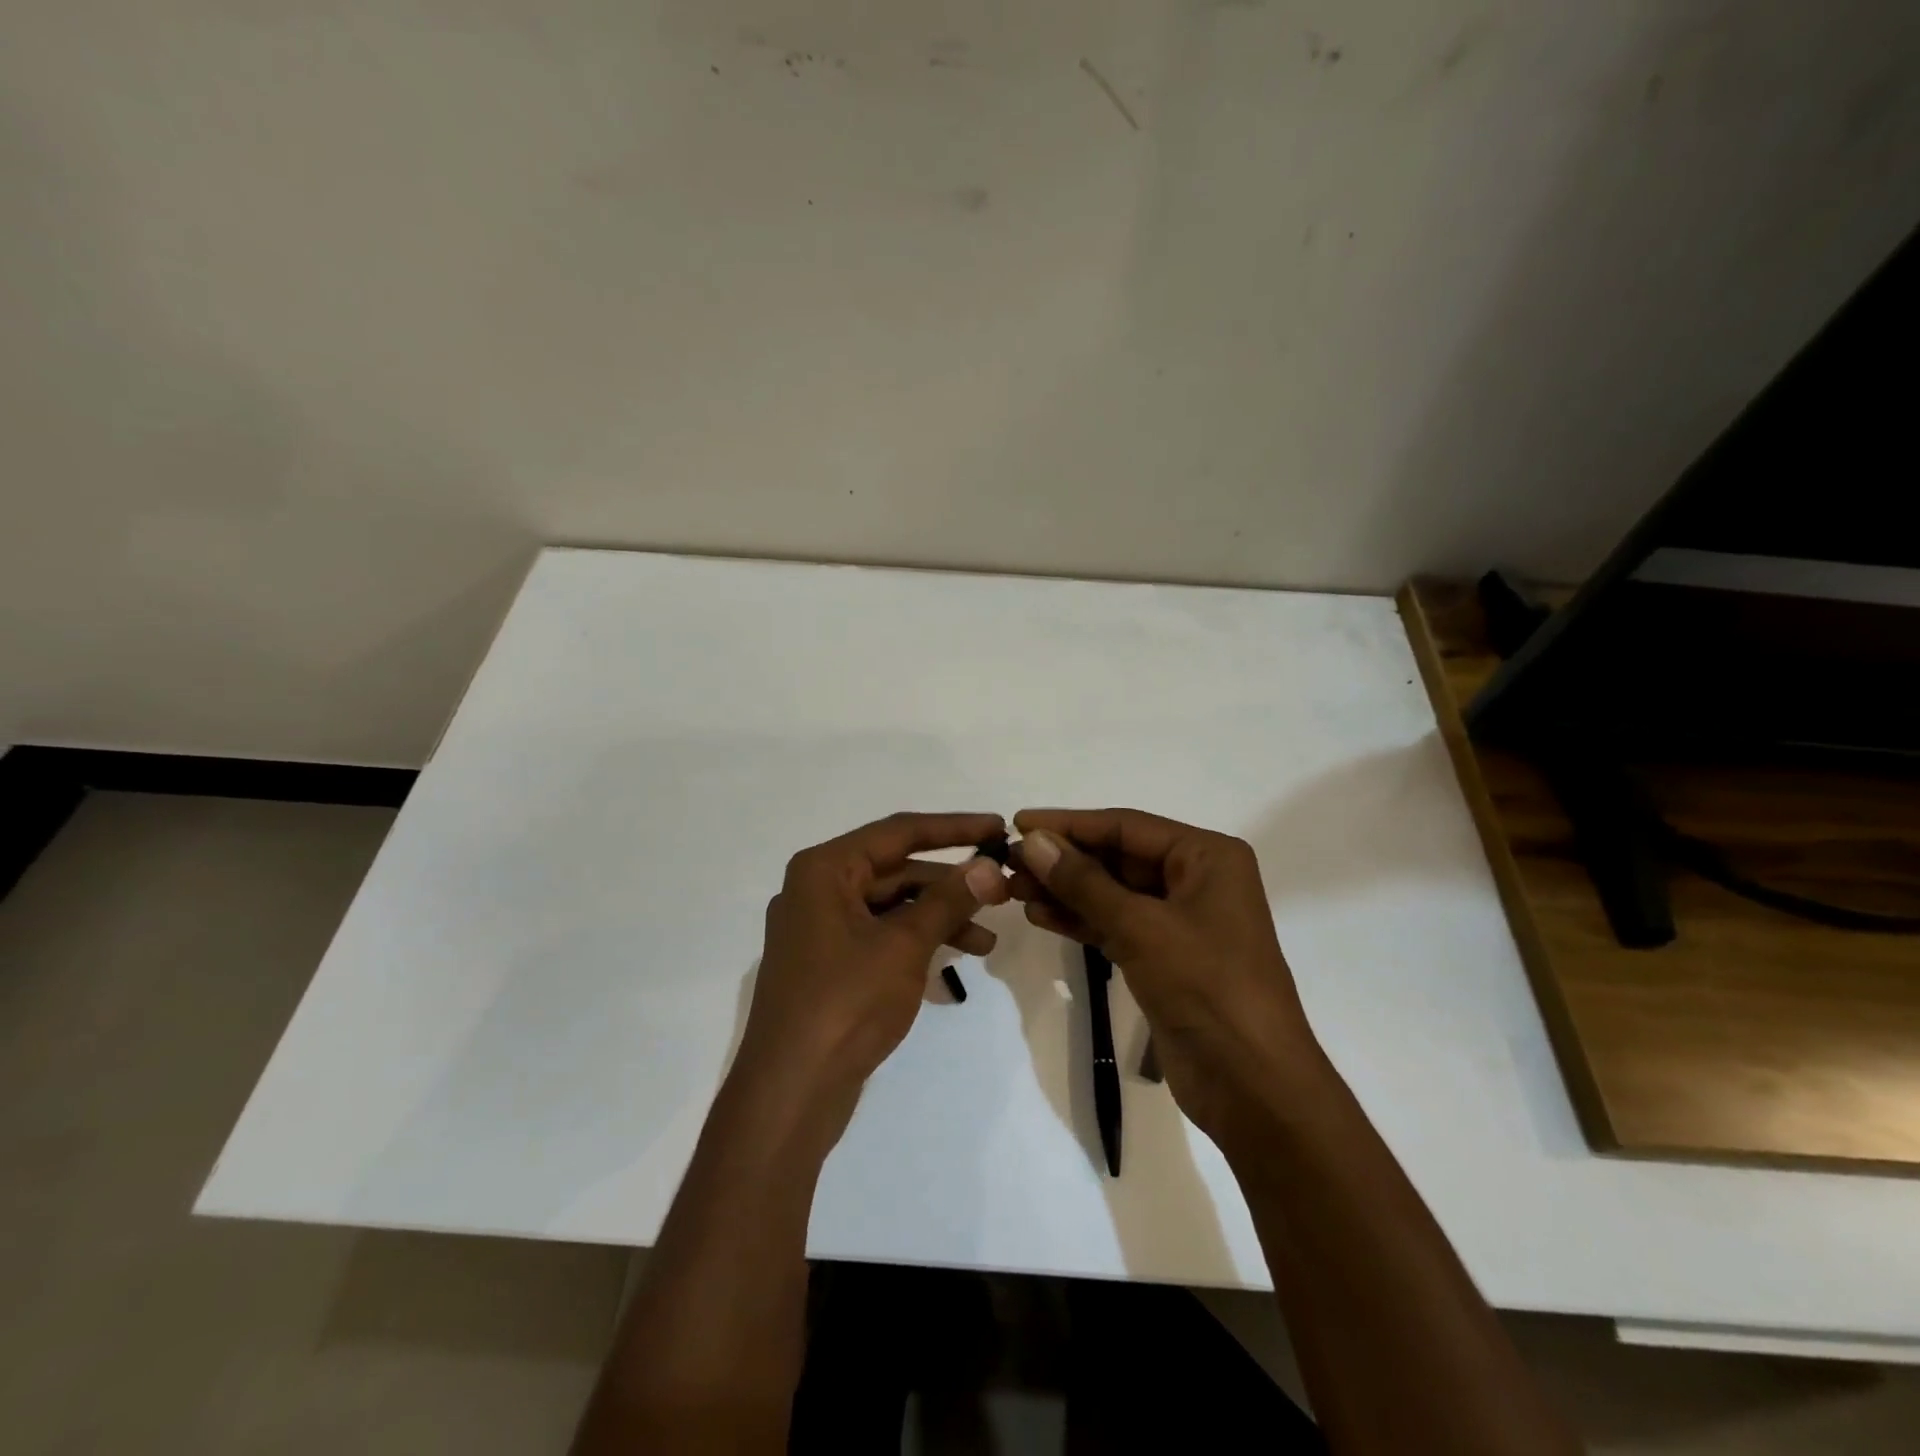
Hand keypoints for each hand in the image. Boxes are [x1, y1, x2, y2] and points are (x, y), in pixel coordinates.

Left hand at [732, 813, 1010, 1122]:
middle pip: (895, 871)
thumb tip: (989, 866)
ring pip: (890, 908)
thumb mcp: (904, 946)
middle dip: (949, 884)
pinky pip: (879, 938)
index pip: (899, 832)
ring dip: (938, 919)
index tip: (999, 827)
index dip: (953, 828)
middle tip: (1002, 891)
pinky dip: (915, 944)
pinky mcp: (827, 965)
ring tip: (987, 944)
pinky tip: (953, 966)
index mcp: (824, 870)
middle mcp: (817, 890)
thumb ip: (948, 901)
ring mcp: (819, 930)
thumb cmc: (845, 1004)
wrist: (790, 1093)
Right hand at [1008, 808, 1323, 1148]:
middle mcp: (1195, 879)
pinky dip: (1079, 920)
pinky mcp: (1163, 957)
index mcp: (1207, 857)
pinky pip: (1114, 925)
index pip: (1126, 826)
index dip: (1069, 824)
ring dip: (1065, 891)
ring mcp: (1179, 921)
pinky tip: (1039, 915)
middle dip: (1064, 860)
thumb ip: (1083, 881)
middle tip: (1008, 862)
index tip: (1018, 823)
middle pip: (1117, 857)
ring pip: (1111, 893)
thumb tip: (1032, 841)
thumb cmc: (1206, 987)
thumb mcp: (1141, 927)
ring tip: (1014, 889)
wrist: (1252, 1084)